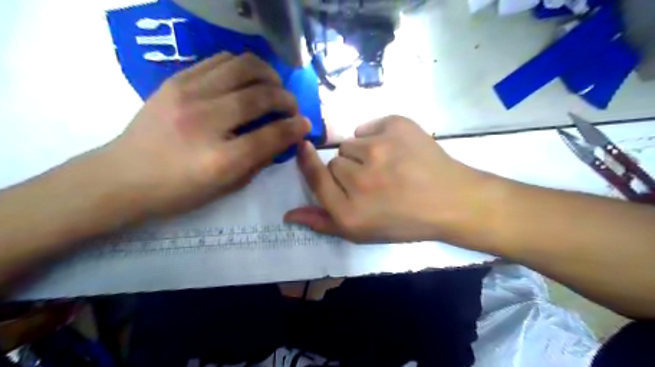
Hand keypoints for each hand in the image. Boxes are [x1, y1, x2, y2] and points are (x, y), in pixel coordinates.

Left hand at [102, 52, 310, 216]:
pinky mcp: (176, 80)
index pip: (271, 135)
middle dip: (286, 99)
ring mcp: (188, 94)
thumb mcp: (226, 187)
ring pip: (243, 66)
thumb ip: (259, 161)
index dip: (295, 127)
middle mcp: (205, 121)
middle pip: (261, 95)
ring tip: (273, 87)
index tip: (306, 124)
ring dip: (268, 75)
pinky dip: (243, 66)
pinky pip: (221, 60)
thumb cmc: (179, 191)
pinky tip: (247, 80)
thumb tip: (284, 139)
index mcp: (220, 159)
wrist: (122, 177)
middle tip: (291, 107)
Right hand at [284, 116, 488, 241]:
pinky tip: (396, 150)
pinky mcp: (397, 126)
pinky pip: (369, 126)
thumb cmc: (405, 221)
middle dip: (348, 169)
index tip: (302, 147)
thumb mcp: (362, 232)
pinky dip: (377, 135)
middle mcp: (360, 180)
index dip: (306, 162)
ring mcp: (379, 149)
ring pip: (351, 143)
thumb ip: (323, 222)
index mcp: (350, 211)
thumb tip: (288, 214)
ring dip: (363, 153)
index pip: (316, 178)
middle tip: (373, 179)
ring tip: (387, 165)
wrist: (451, 201)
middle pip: (334, 161)